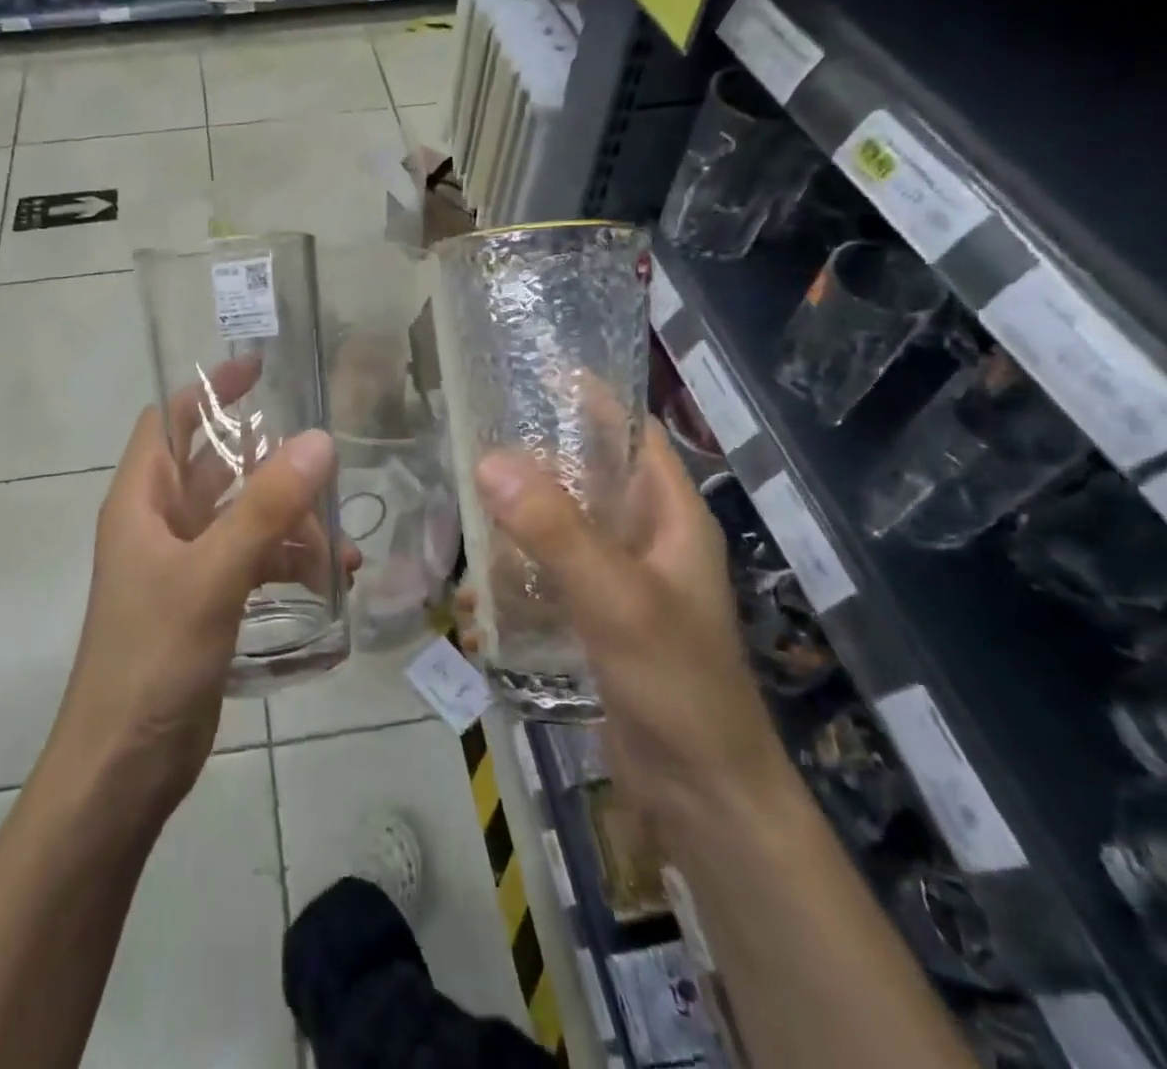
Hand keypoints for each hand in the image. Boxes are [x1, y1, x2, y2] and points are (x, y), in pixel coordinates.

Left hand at [50, 356, 347, 814]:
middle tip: (327, 461)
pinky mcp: (207, 602)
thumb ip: (267, 508)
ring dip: (290, 522)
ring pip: (244, 518)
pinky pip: (253, 562)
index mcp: (143, 500)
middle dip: (271, 464)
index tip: (261, 368)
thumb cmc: (153, 658)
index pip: (170, 419)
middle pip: (219, 469)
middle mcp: (161, 523)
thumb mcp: (212, 575)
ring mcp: (185, 564)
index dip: (210, 388)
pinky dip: (289, 563)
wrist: (124, 766)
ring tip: (341, 542)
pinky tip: (332, 579)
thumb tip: (319, 439)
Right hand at [465, 419, 784, 822]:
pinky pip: (552, 575)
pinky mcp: (599, 616)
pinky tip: (479, 596)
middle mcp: (648, 536)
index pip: (631, 432)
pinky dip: (518, 574)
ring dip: (518, 522)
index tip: (532, 374)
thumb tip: (488, 459)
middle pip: (589, 475)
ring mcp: (622, 578)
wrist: (701, 793)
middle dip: (536, 461)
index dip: (590, 399)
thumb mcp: (614, 596)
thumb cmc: (676, 681)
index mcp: (671, 514)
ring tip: (464, 513)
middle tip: (474, 442)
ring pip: (563, 525)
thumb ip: (553, 528)